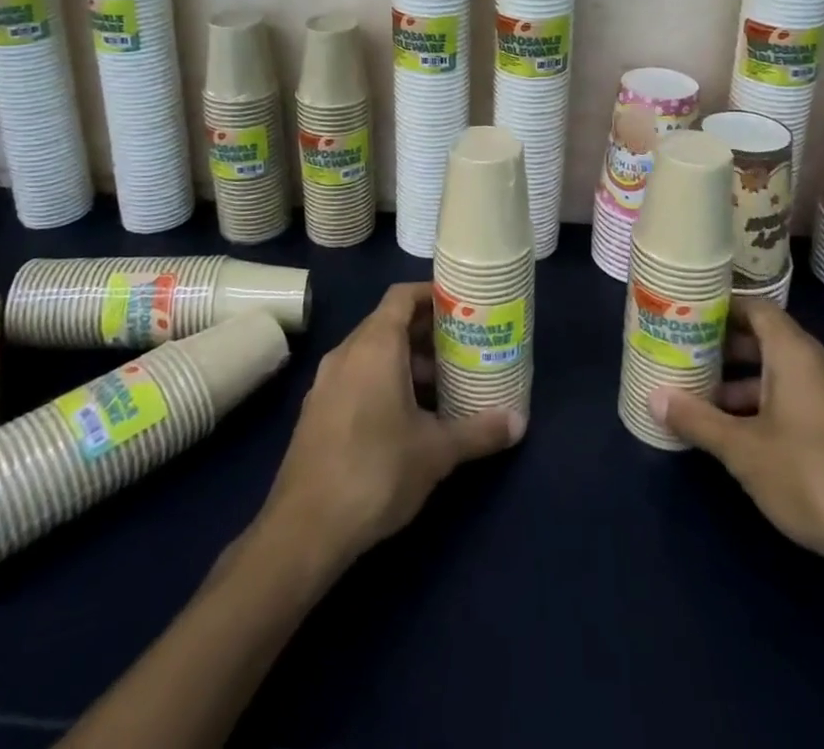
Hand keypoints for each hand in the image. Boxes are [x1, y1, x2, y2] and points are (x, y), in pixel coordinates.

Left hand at [260, 282, 525, 567]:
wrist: (304, 530)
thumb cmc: (376, 472)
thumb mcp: (436, 452)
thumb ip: (479, 431)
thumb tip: (520, 422)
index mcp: (375, 346)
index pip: (402, 296)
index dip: (432, 294)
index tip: (463, 306)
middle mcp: (347, 353)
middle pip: (389, 322)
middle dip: (427, 332)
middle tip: (464, 346)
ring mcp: (327, 382)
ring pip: (372, 352)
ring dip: (406, 360)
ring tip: (443, 384)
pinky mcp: (317, 411)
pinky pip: (357, 376)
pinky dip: (384, 380)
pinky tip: (408, 416)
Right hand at [651, 297, 823, 586]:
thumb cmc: (813, 477)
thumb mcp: (744, 451)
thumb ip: (698, 420)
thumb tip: (653, 397)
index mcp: (797, 354)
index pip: (756, 308)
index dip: (723, 308)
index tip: (691, 316)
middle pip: (771, 341)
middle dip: (729, 351)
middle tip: (691, 362)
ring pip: (789, 375)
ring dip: (751, 385)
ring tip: (713, 408)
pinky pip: (809, 400)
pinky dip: (777, 406)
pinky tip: (756, 442)